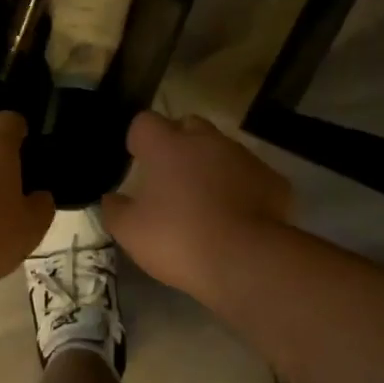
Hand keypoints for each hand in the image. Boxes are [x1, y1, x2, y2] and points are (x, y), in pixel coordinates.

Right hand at [102, 112, 290, 297]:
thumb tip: (111, 198)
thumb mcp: (130, 232)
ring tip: (206, 199)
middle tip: (172, 176)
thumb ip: (115, 210)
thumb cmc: (178, 239)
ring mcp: (243, 157)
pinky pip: (250, 175)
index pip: (145, 122)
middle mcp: (206, 141)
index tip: (138, 159)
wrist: (245, 260)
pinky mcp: (272, 179)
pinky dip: (241, 187)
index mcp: (167, 146)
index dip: (139, 139)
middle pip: (188, 125)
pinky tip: (237, 215)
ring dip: (211, 165)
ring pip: (222, 149)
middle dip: (178, 142)